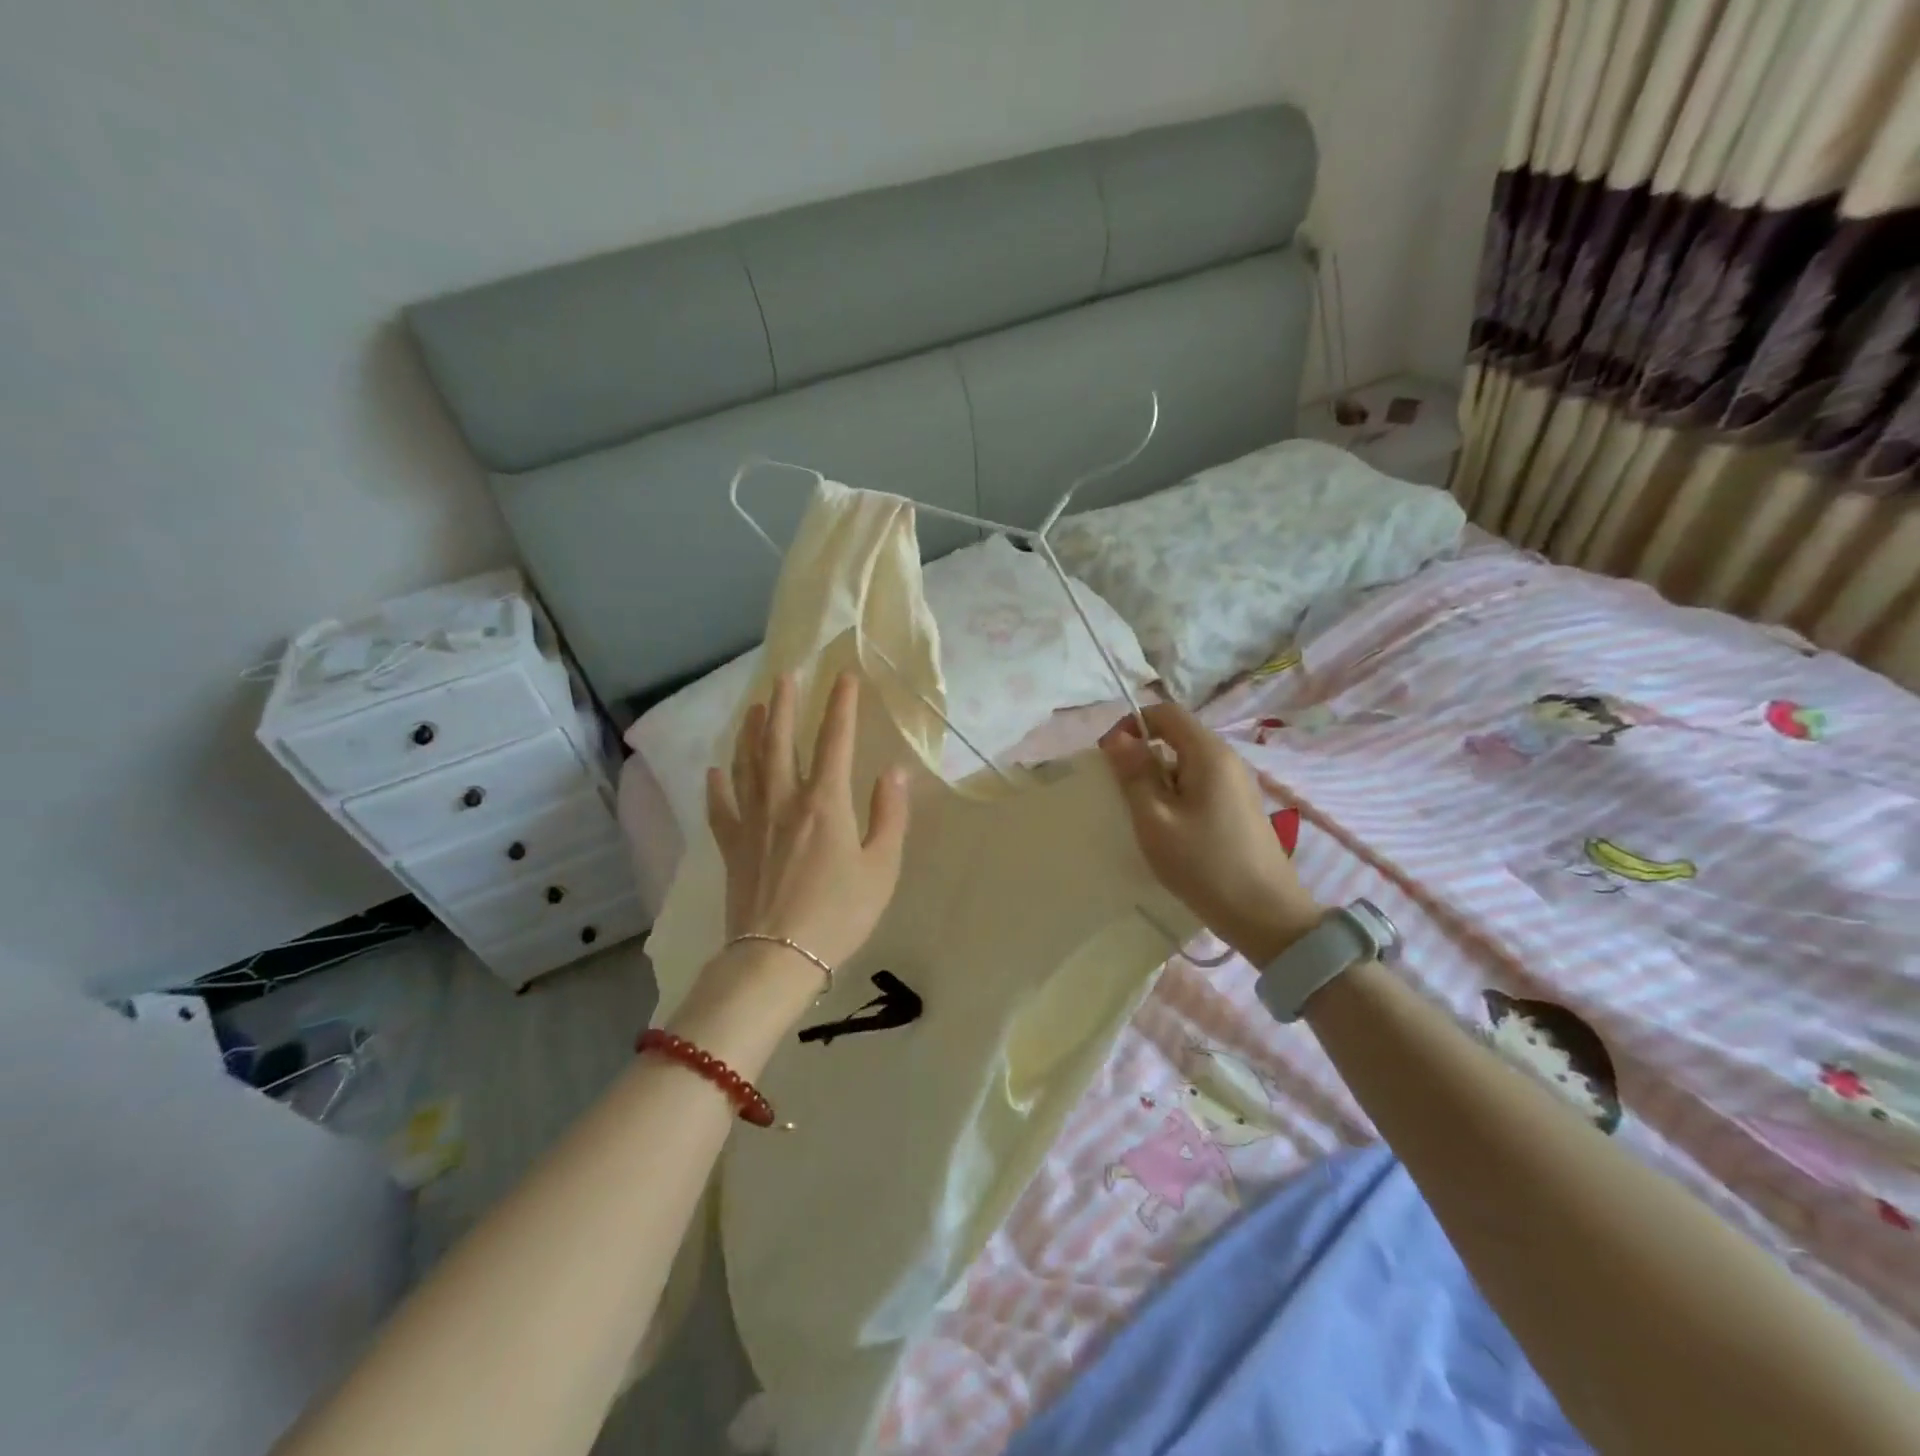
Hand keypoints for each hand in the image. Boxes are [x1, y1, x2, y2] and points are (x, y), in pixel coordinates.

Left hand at [706, 672, 909, 973]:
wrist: (778, 957)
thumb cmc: (839, 913)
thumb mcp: (881, 868)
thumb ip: (889, 816)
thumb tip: (894, 772)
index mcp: (826, 802)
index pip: (835, 740)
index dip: (840, 705)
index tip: (842, 676)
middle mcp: (785, 800)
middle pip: (780, 741)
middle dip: (785, 705)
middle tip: (785, 675)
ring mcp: (753, 821)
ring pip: (748, 764)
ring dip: (751, 732)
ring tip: (755, 707)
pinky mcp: (732, 845)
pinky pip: (721, 806)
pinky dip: (718, 784)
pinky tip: (717, 769)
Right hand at [1100, 703, 1322, 963]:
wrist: (1266, 916)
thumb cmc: (1203, 864)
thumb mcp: (1155, 819)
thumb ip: (1135, 774)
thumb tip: (1118, 738)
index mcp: (1208, 753)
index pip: (1166, 712)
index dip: (1132, 723)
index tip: (1109, 756)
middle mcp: (1228, 758)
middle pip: (1177, 736)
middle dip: (1143, 754)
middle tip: (1120, 791)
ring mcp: (1238, 783)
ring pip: (1187, 763)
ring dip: (1158, 778)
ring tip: (1142, 815)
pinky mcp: (1240, 807)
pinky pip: (1200, 784)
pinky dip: (1177, 795)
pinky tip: (1169, 829)